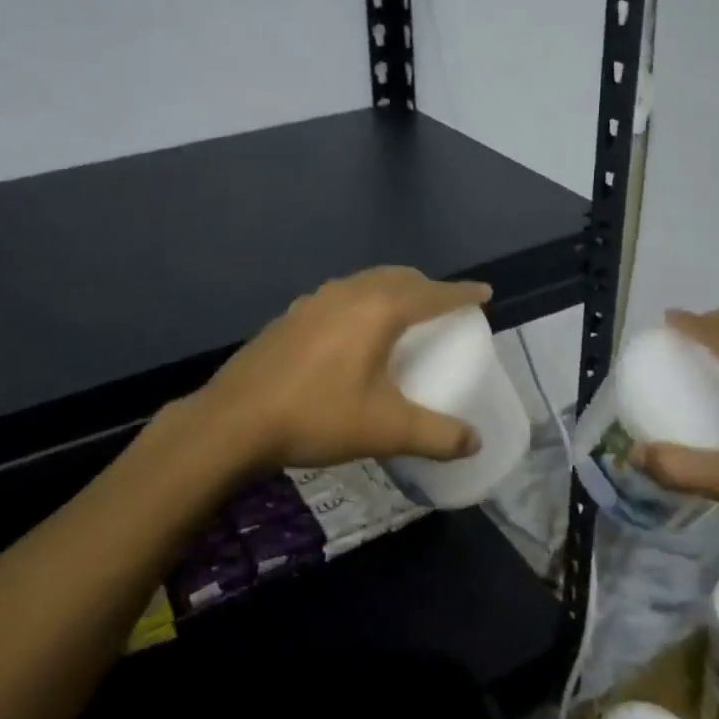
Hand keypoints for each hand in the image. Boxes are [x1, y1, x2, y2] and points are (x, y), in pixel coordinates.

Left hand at [192, 267, 490, 472]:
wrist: (235, 421)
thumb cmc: (318, 417)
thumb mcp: (386, 430)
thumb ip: (437, 435)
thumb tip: (474, 440)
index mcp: (378, 310)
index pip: (432, 293)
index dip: (462, 293)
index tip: (484, 293)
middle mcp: (347, 294)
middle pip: (398, 278)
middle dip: (426, 286)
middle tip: (444, 305)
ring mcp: (313, 301)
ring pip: (364, 283)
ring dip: (391, 290)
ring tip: (401, 312)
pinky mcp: (289, 316)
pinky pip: (338, 297)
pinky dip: (360, 303)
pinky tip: (350, 331)